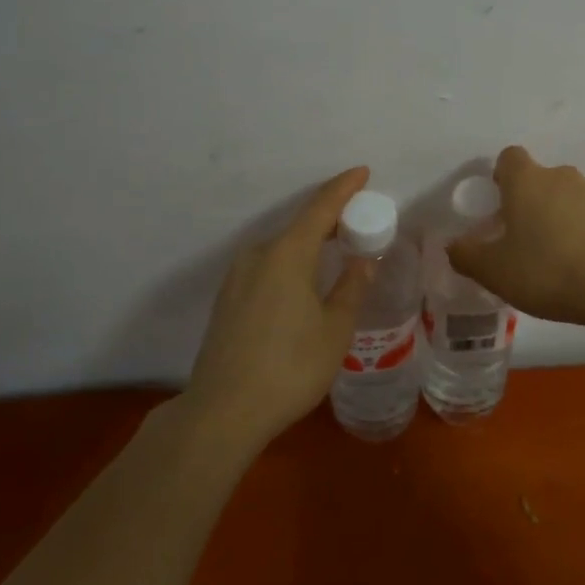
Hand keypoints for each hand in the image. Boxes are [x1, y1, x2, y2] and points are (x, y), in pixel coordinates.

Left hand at [185, 166, 374, 445]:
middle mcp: (258, 255)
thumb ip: (351, 289)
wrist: (221, 412)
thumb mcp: (334, 330)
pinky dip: (291, 261)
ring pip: (281, 247)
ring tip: (334, 250)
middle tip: (359, 220)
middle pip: (299, 226)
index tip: (362, 172)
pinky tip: (303, 280)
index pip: (320, 208)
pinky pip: (267, 265)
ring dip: (309, 243)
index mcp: (287, 254)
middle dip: (330, 218)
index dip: (343, 188)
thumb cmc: (289, 367)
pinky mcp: (228, 299)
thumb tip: (363, 261)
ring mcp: (238, 277)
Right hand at [447, 146, 584, 326]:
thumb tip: (454, 246)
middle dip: (531, 202)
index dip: (502, 175)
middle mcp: (562, 177)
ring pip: (570, 198)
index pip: (510, 157)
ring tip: (557, 258)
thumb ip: (467, 256)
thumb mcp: (494, 271)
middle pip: (541, 179)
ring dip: (561, 218)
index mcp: (527, 181)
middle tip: (523, 239)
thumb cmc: (546, 269)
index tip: (499, 201)